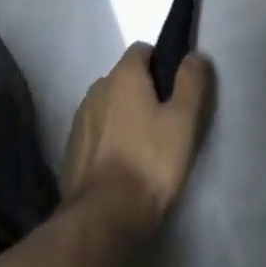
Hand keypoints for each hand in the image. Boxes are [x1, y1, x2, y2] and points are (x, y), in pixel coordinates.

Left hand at [61, 44, 212, 242]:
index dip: (161, 63)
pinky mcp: (72, 148)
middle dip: (143, 90)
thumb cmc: (149, 161)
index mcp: (123, 75)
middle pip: (125, 78)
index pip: (142, 50)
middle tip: (165, 120)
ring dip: (124, 115)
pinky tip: (123, 163)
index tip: (176, 89)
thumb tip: (193, 56)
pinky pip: (97, 131)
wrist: (103, 216)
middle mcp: (97, 88)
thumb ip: (191, 82)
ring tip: (145, 145)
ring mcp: (81, 119)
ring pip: (109, 105)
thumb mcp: (183, 120)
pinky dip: (109, 138)